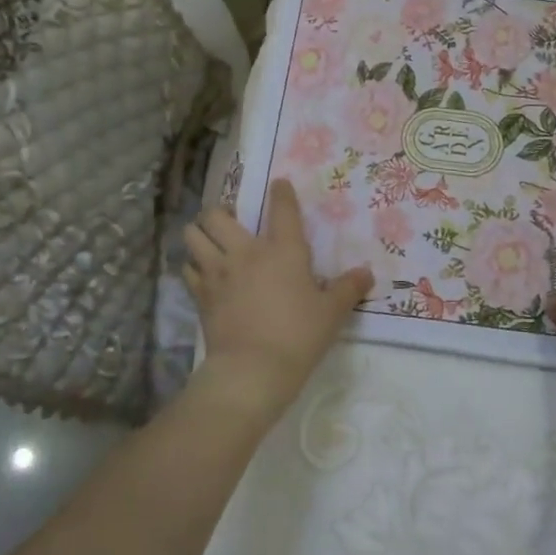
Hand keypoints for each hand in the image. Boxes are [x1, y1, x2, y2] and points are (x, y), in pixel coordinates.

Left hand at [183, 179, 373, 420]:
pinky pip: (188, 269)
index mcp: (283, 250)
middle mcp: (246, 252)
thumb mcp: (332, 313)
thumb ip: (348, 289)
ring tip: (209, 242)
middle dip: (220, 212)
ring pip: (193, 236)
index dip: (281, 192)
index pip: (282, 208)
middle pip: (217, 215)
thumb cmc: (299, 335)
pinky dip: (193, 267)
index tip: (279, 184)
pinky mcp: (201, 295)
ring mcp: (218, 272)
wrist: (253, 369)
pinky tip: (203, 274)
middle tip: (231, 223)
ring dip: (199, 235)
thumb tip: (367, 273)